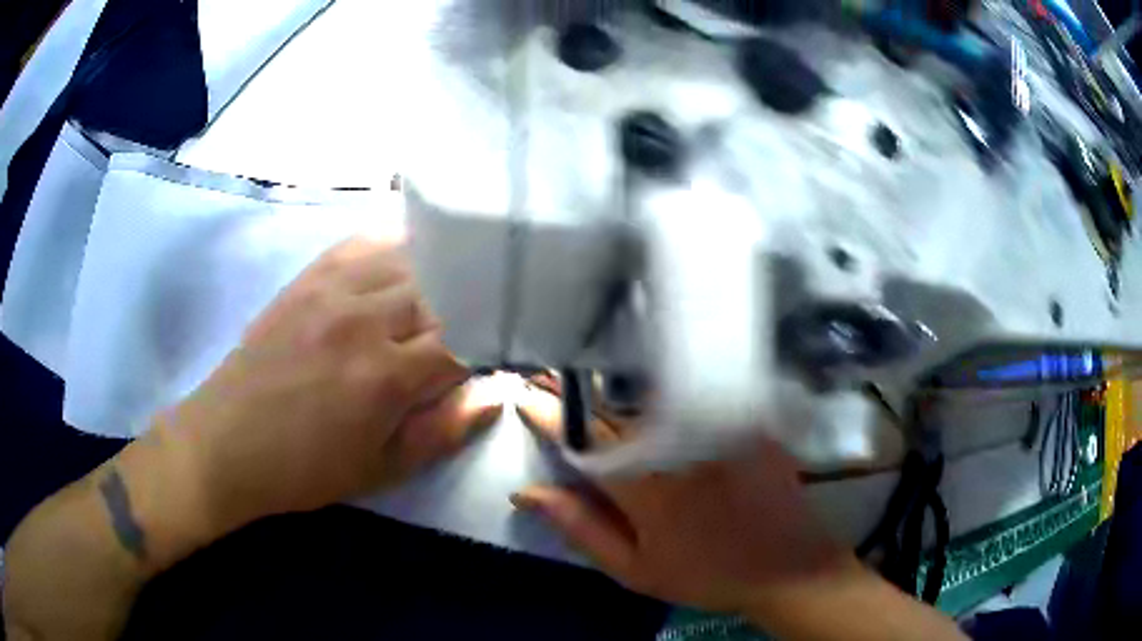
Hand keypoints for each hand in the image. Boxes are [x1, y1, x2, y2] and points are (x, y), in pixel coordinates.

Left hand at [164, 236, 501, 530]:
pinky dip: (398, 239)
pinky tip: (414, 245)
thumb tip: (495, 393)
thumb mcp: (380, 471)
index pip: (467, 340)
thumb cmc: (304, 469)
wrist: (226, 442)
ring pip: (412, 257)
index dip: (501, 342)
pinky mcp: (309, 277)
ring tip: (463, 278)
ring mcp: (333, 288)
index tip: (516, 347)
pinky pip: (365, 240)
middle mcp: (364, 319)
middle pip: (445, 290)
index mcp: (385, 378)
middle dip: (477, 302)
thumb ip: (442, 430)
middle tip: (495, 312)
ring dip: (445, 269)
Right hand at [511, 377, 853, 615]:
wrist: (786, 566)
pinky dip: (660, 382)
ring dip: (611, 380)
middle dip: (573, 387)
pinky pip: (692, 390)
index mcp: (642, 482)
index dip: (546, 412)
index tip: (523, 395)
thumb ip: (580, 528)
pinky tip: (646, 377)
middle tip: (547, 374)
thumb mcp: (634, 569)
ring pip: (648, 393)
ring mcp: (713, 424)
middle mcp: (674, 442)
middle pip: (612, 405)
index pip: (580, 435)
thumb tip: (527, 493)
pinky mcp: (742, 417)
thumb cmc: (704, 574)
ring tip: (585, 371)